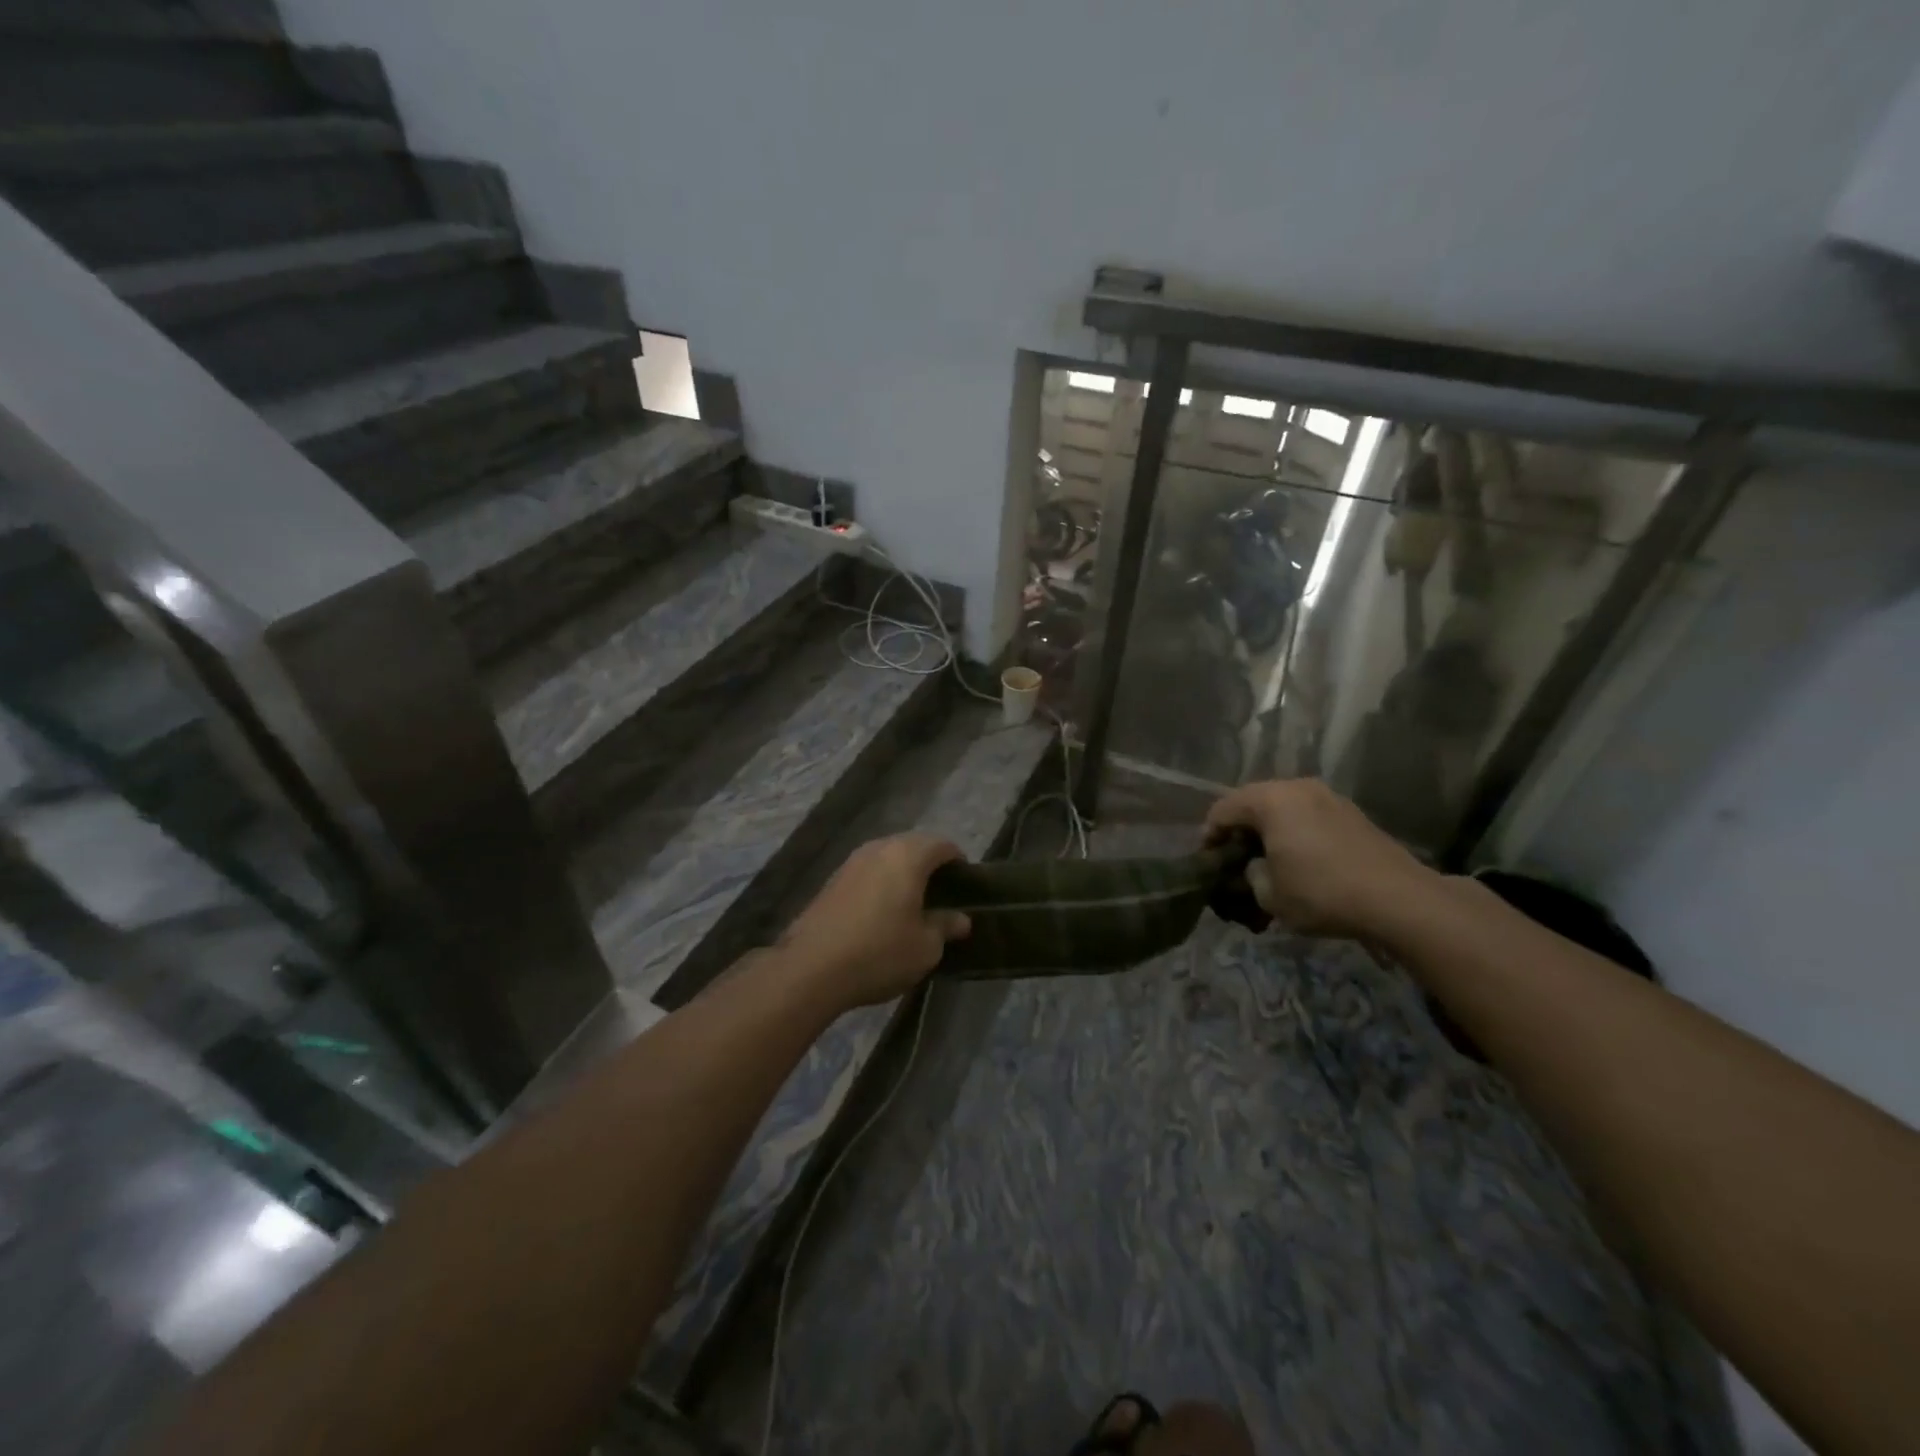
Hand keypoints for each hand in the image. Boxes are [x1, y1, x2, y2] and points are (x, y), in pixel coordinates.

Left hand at [777, 833, 971, 1009]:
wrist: (811, 968)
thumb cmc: (880, 952)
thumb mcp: (925, 947)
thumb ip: (945, 926)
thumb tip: (960, 919)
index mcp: (907, 855)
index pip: (942, 845)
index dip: (958, 863)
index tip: (965, 887)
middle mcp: (879, 848)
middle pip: (913, 846)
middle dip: (930, 866)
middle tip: (942, 896)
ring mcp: (851, 862)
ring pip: (887, 857)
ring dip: (902, 874)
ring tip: (912, 904)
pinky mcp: (831, 880)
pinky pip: (867, 872)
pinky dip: (880, 884)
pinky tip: (882, 912)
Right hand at [1205, 779, 1436, 938]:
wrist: (1398, 899)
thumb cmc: (1321, 892)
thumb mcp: (1269, 894)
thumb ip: (1250, 874)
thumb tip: (1255, 868)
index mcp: (1270, 800)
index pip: (1222, 809)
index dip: (1209, 835)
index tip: (1207, 861)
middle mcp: (1296, 787)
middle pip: (1252, 802)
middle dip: (1239, 829)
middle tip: (1234, 859)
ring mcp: (1328, 796)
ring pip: (1283, 807)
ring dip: (1269, 830)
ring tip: (1267, 860)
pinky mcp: (1351, 813)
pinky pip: (1308, 815)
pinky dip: (1295, 832)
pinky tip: (1299, 859)